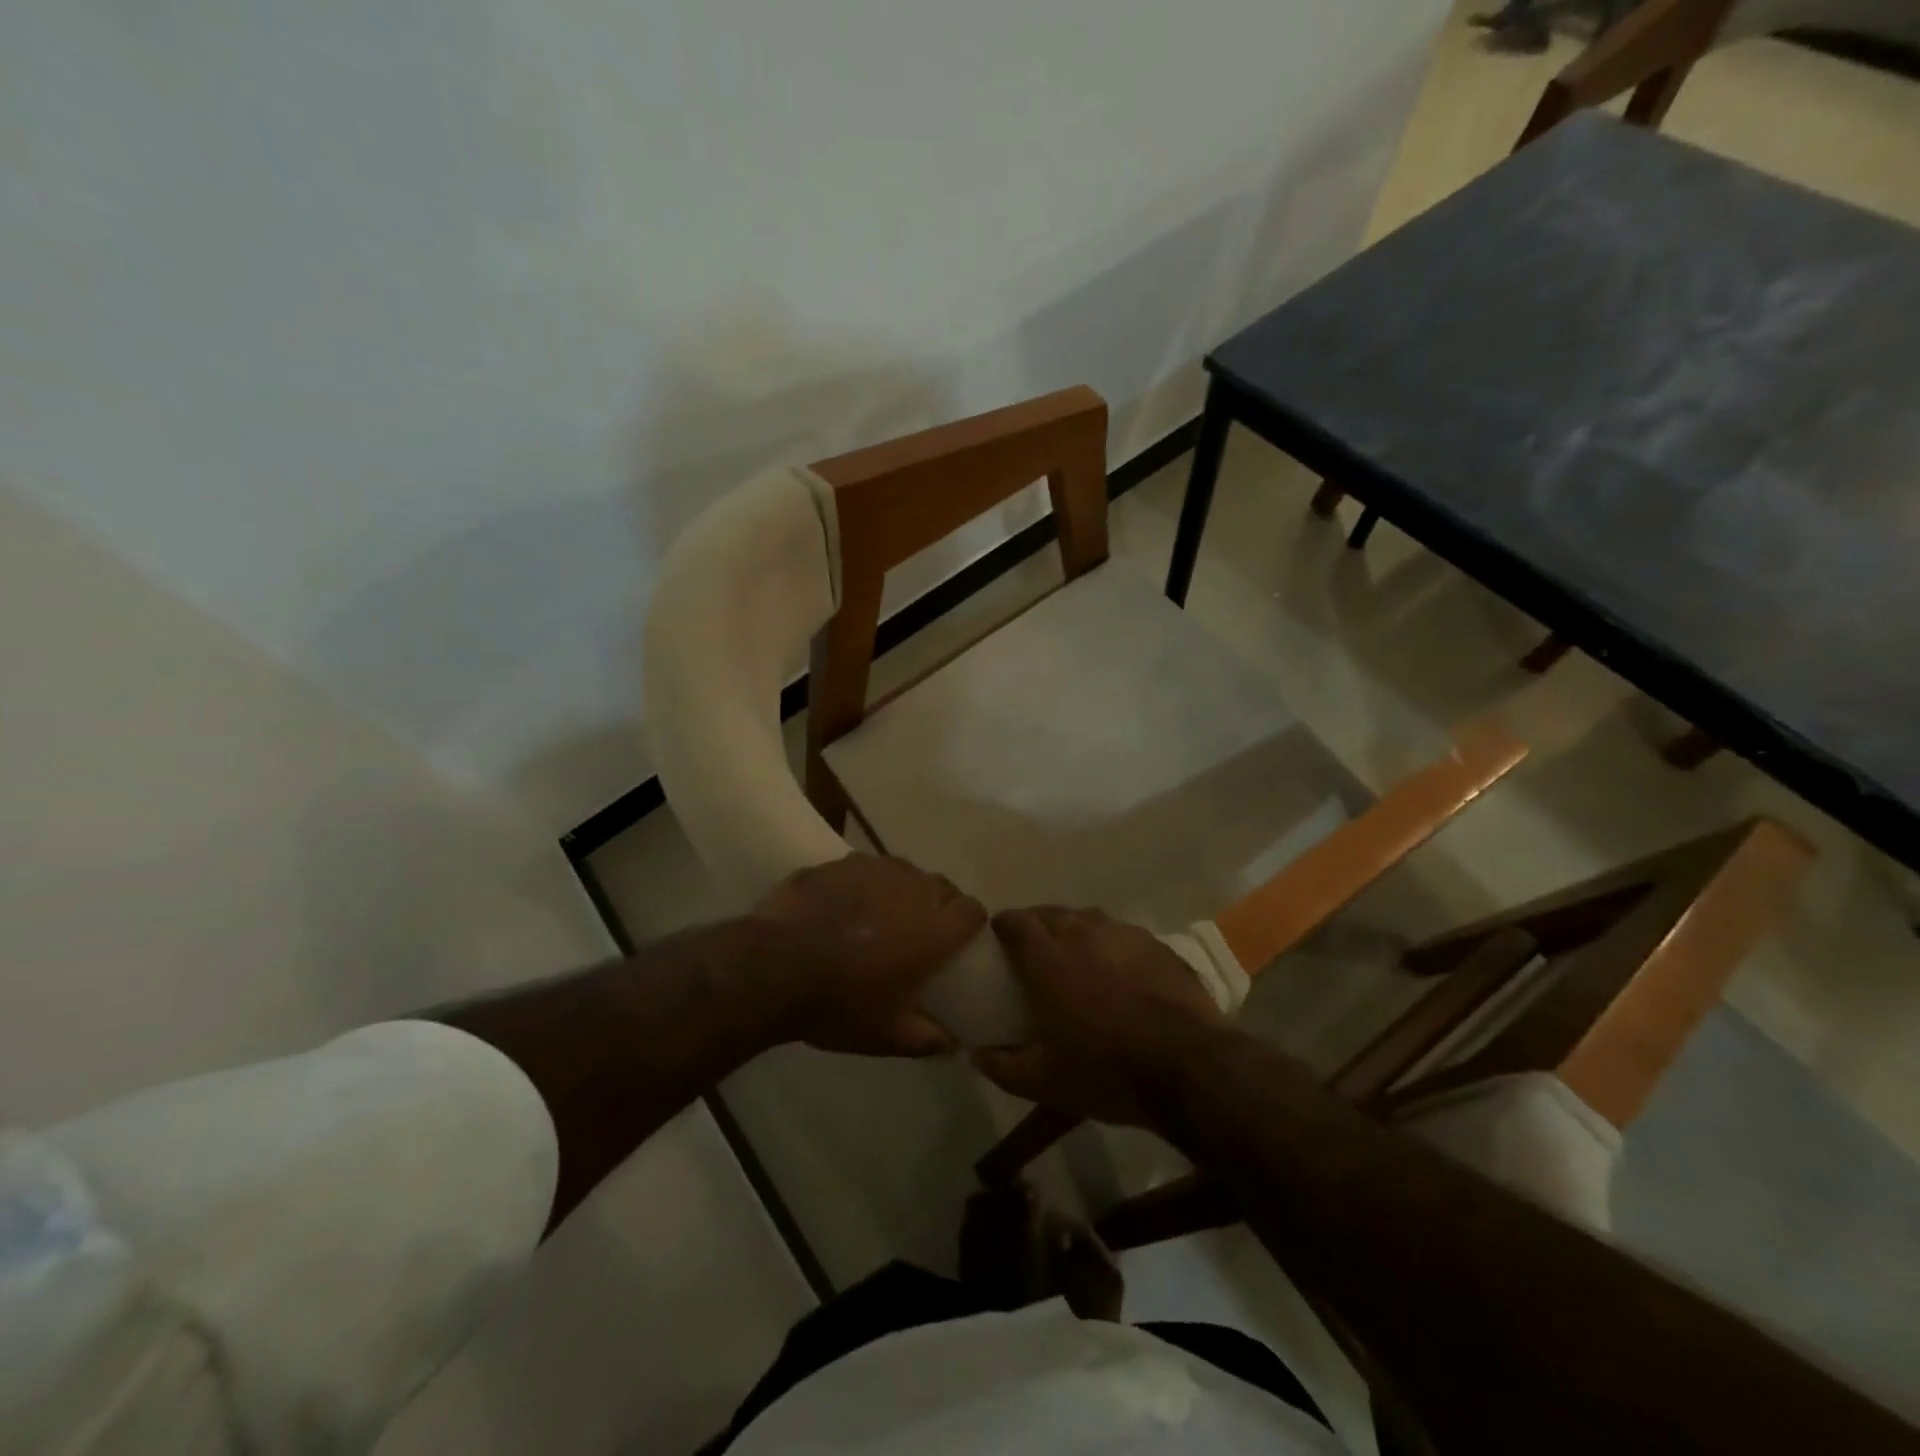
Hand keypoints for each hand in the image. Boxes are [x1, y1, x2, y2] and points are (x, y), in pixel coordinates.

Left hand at [750, 854, 985, 1056]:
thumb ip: (928, 1039)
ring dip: (902, 890)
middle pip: (941, 886)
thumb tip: (953, 1045)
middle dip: (938, 905)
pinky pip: (864, 868)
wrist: (772, 967)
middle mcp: (911, 889)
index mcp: (933, 929)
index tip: (958, 942)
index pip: (972, 910)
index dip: (969, 924)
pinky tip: (843, 906)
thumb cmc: (840, 1003)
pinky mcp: (838, 863)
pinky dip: (863, 885)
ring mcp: (873, 869)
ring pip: (903, 872)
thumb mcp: (887, 1035)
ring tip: (882, 915)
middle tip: (920, 932)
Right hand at [973, 906, 1227, 1132]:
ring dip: (1074, 929)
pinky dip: (1110, 944)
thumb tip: (975, 1054)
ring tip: (1074, 955)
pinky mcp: (1156, 944)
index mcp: (1049, 959)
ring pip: (1088, 918)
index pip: (1016, 922)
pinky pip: (1122, 933)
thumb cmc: (1108, 1071)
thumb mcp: (1045, 1082)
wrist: (1191, 1067)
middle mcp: (1083, 934)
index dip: (1002, 926)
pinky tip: (1118, 969)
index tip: (998, 939)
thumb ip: (1002, 1066)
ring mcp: (1124, 935)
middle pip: (1050, 913)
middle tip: (1033, 950)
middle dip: (1036, 924)